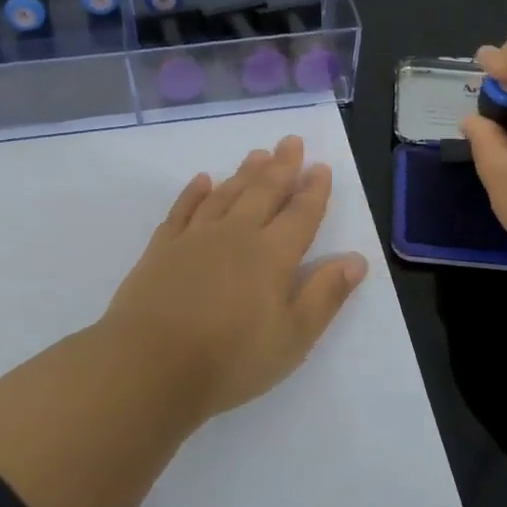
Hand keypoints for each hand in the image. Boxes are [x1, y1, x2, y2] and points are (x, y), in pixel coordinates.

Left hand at [98, 134, 368, 419]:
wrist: (150, 365)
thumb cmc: (230, 359)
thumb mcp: (292, 338)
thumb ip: (325, 295)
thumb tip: (356, 260)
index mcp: (271, 256)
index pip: (300, 215)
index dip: (314, 191)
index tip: (321, 166)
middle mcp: (236, 235)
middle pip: (263, 192)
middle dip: (281, 166)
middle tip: (291, 141)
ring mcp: (195, 238)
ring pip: (225, 194)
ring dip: (244, 173)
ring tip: (257, 154)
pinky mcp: (162, 248)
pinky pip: (182, 209)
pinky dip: (194, 192)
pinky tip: (202, 180)